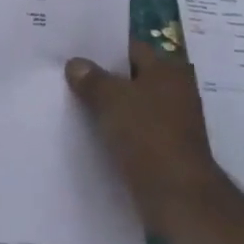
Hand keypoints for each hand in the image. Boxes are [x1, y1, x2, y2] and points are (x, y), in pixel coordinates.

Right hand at [66, 41, 221, 229]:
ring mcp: (171, 121)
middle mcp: (175, 90)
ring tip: (70, 101)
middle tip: (65, 74)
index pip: (130, 48)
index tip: (73, 50)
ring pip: (130, 105)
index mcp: (168, 69)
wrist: (177, 195)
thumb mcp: (111, 99)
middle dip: (101, 77)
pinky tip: (88, 131)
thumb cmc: (147, 135)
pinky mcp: (164, 148)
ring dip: (106, 105)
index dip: (102, 48)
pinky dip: (114, 129)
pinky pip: (133, 130)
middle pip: (130, 76)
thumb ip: (91, 78)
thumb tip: (76, 64)